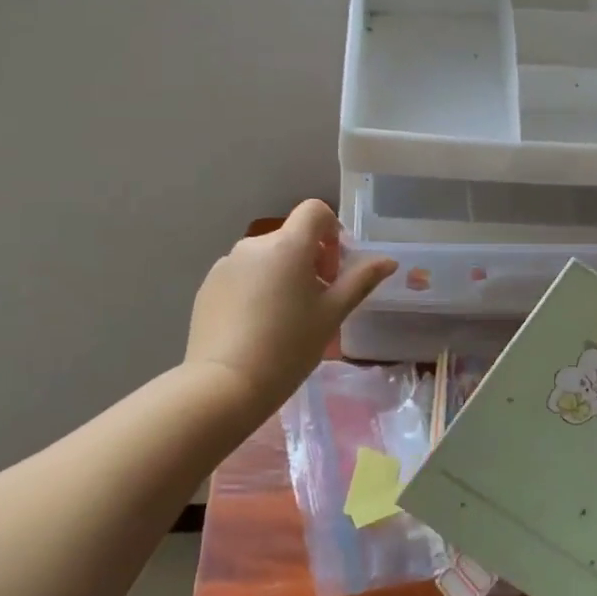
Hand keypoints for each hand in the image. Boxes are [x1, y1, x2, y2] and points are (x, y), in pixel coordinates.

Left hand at [185, 201, 395, 416]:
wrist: (225, 384)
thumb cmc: (289, 346)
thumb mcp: (332, 314)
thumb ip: (361, 281)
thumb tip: (388, 260)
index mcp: (288, 245)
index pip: (314, 210)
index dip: (331, 231)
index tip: (334, 268)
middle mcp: (254, 244)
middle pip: (291, 238)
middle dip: (309, 261)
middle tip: (317, 302)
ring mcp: (226, 264)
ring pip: (265, 259)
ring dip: (282, 275)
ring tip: (285, 319)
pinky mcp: (208, 286)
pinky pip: (241, 276)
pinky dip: (255, 290)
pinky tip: (257, 328)